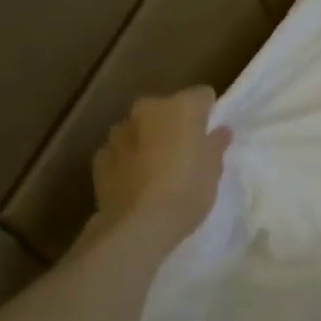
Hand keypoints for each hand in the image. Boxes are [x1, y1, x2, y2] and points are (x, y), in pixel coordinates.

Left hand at [89, 87, 231, 254]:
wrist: (139, 225)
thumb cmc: (188, 191)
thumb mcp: (214, 170)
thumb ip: (216, 144)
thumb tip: (220, 131)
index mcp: (180, 107)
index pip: (202, 96)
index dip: (208, 113)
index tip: (211, 134)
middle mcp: (147, 110)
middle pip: (166, 109)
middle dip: (174, 124)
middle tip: (185, 152)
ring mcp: (119, 132)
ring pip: (140, 128)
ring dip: (149, 140)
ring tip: (158, 169)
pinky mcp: (100, 157)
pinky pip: (121, 150)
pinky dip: (129, 159)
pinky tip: (137, 182)